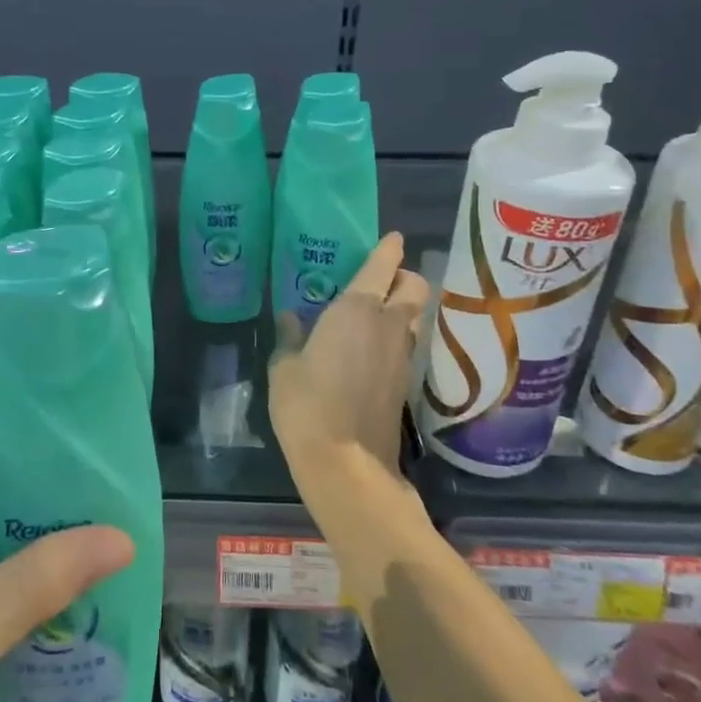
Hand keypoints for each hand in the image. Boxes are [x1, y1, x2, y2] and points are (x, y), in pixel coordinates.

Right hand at [269, 233, 431, 497]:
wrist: (346, 462)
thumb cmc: (307, 405)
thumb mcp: (285, 367)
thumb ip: (290, 337)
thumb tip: (290, 317)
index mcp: (357, 310)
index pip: (383, 267)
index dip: (389, 249)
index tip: (393, 239)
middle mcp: (388, 325)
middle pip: (416, 288)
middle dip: (405, 277)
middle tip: (383, 279)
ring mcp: (402, 355)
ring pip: (413, 317)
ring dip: (401, 308)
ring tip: (373, 312)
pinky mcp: (405, 382)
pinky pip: (405, 343)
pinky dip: (395, 335)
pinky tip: (370, 347)